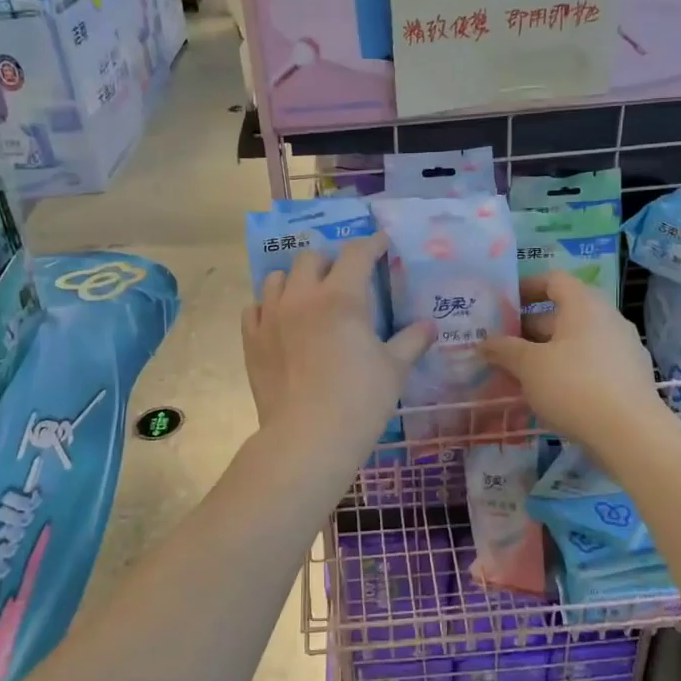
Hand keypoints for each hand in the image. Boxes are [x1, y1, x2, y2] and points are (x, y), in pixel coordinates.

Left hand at [242, 235, 432, 449]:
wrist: (307, 437)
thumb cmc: (359, 401)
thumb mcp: (394, 370)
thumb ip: (411, 341)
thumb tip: (430, 326)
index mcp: (341, 297)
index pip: (357, 254)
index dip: (372, 244)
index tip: (381, 243)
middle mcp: (302, 297)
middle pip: (311, 258)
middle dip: (329, 260)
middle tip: (342, 277)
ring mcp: (271, 317)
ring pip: (276, 277)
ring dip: (294, 279)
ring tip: (307, 295)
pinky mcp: (251, 340)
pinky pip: (254, 308)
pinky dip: (268, 306)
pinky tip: (279, 320)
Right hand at [480, 271, 666, 450]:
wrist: (630, 433)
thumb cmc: (574, 386)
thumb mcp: (529, 366)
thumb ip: (504, 350)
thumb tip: (484, 343)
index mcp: (584, 305)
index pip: (554, 280)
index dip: (526, 287)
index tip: (503, 305)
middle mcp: (608, 318)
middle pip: (563, 313)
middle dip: (529, 328)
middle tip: (502, 347)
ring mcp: (623, 348)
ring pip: (576, 342)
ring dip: (546, 352)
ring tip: (519, 374)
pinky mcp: (629, 377)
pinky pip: (591, 363)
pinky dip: (567, 371)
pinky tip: (549, 394)